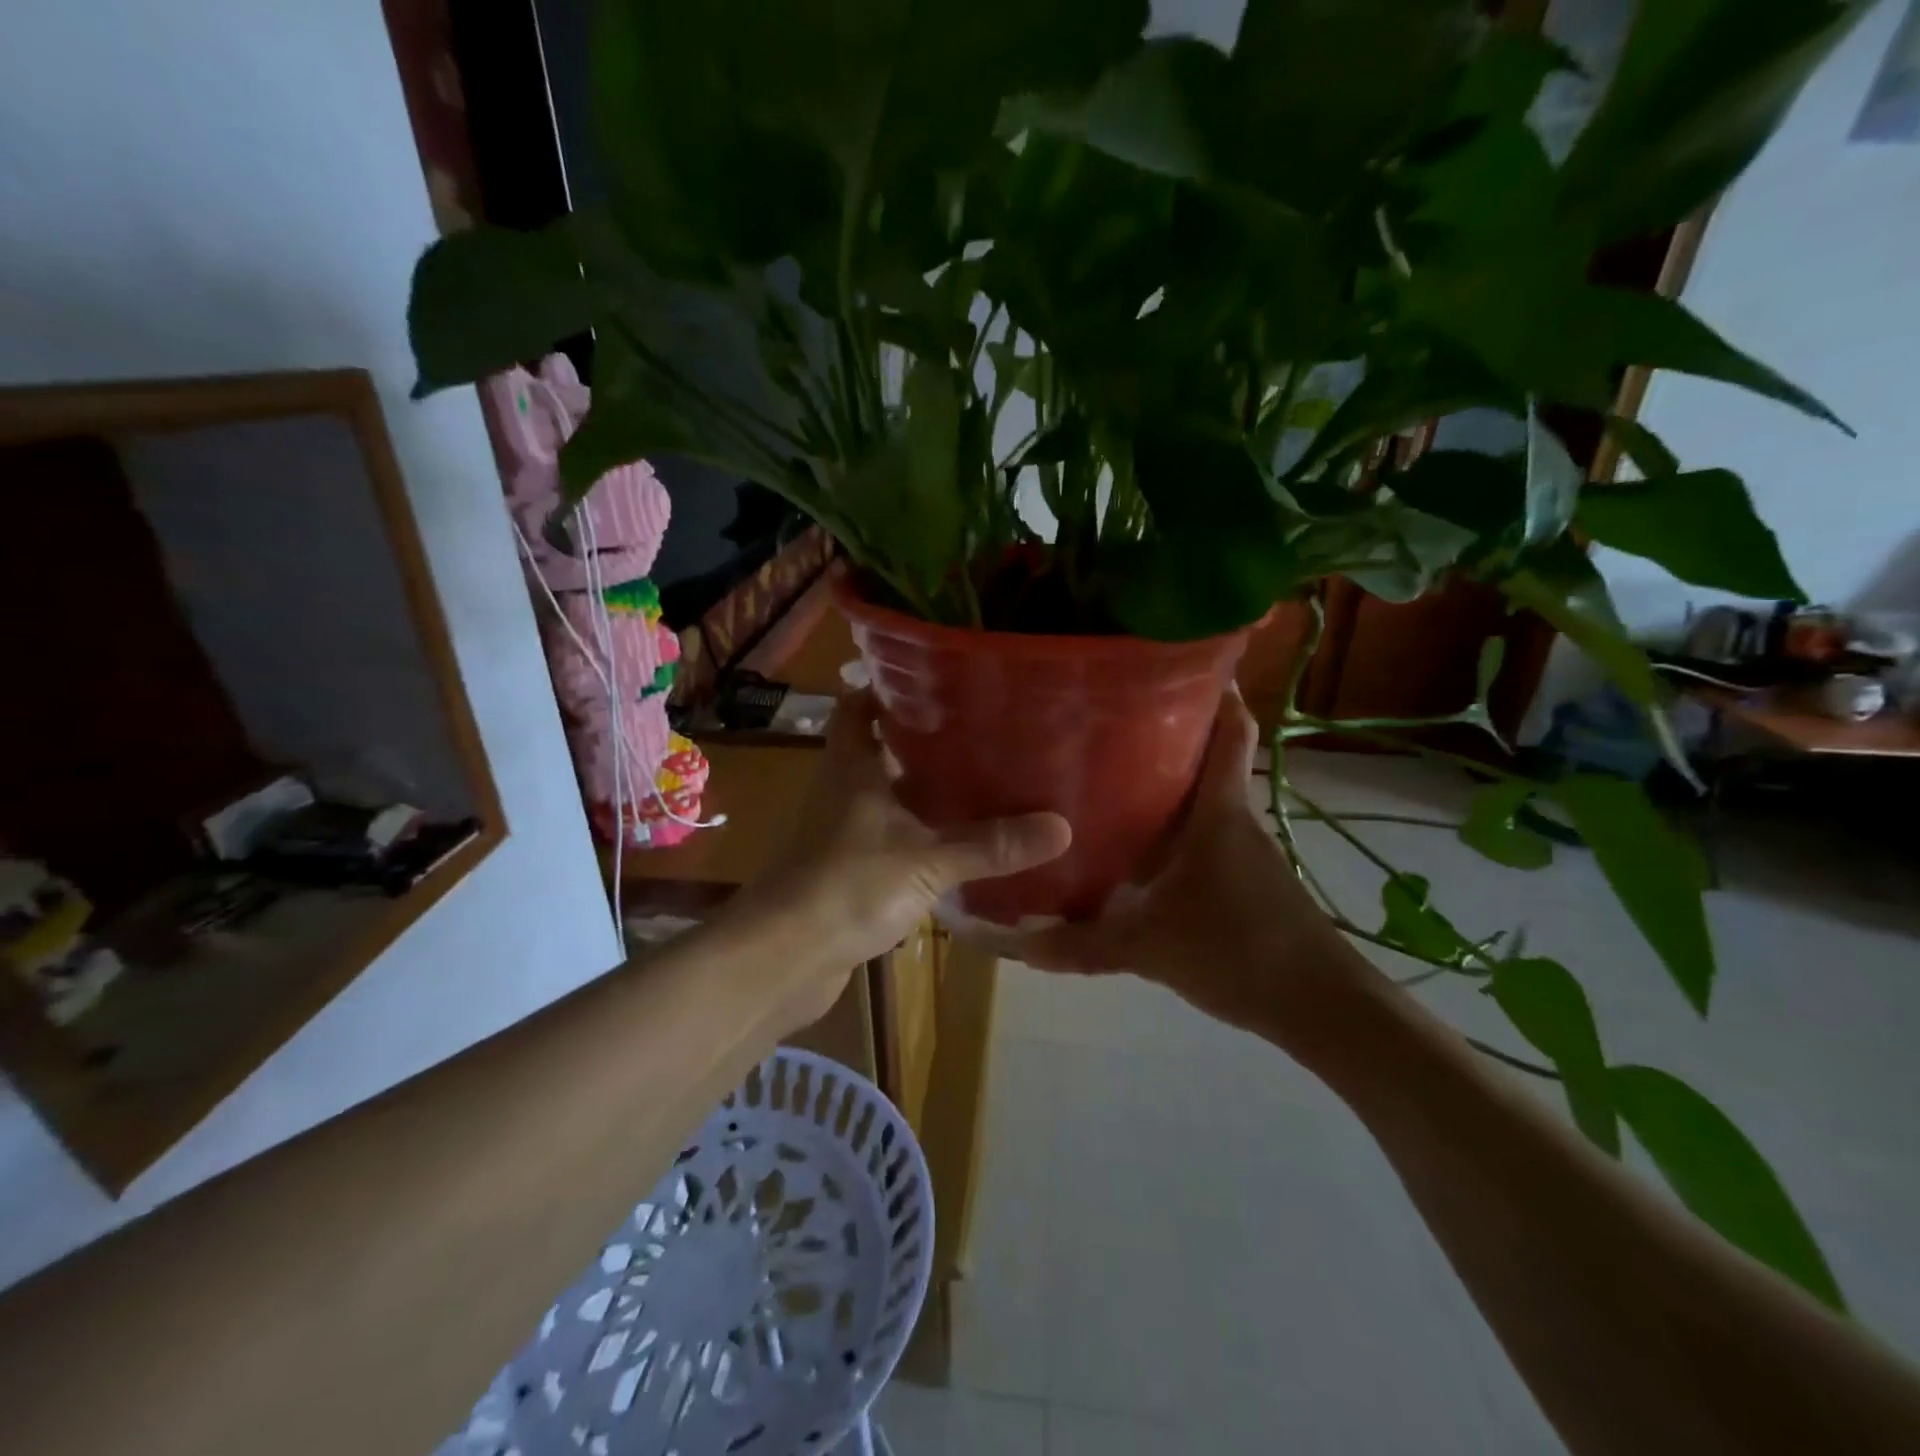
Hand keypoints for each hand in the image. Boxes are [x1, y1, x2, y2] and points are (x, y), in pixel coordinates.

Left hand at [740, 692, 1071, 1026]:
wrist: (782, 958)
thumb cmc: (847, 886)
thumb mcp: (927, 860)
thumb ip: (990, 845)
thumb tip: (1061, 827)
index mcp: (851, 767)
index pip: (858, 707)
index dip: (888, 689)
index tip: (938, 682)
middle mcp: (842, 791)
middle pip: (880, 751)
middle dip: (924, 742)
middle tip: (981, 734)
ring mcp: (841, 834)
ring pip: (886, 798)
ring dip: (923, 793)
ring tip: (980, 784)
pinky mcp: (846, 872)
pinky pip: (889, 841)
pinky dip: (918, 838)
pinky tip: (956, 847)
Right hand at [1008, 690, 1367, 1040]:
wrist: (1320, 1007)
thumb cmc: (1238, 950)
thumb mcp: (1149, 946)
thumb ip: (1082, 944)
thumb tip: (1017, 943)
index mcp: (1219, 812)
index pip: (1231, 731)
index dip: (1217, 690)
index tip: (1182, 660)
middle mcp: (1234, 820)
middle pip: (1208, 759)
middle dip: (1169, 734)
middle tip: (1110, 719)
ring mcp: (1243, 852)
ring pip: (1203, 801)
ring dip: (1168, 785)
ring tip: (1109, 776)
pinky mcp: (1245, 881)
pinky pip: (1203, 838)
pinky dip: (1174, 831)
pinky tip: (1137, 850)